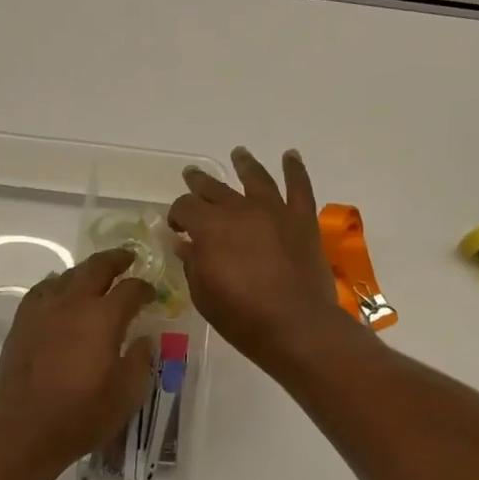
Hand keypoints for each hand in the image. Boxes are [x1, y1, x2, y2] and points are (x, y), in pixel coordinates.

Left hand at [0, 248, 154, 479]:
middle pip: (96, 267)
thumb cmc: (82, 415)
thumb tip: (143, 339)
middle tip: (129, 258)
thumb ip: (140, 360)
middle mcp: (73, 303)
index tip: (152, 293)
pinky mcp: (22, 323)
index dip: (145, 288)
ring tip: (96, 275)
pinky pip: (42, 290)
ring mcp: (43, 310)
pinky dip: (56, 284)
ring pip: (67, 275)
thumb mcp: (127, 393)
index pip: (131, 289)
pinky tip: (59, 291)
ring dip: (86, 271)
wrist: (23, 431)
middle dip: (116, 260)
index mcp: (103, 317)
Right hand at [168, 148, 349, 370]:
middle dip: (200, 182)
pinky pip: (299, 187)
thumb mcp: (203, 295)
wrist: (297, 326)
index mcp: (209, 227)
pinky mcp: (302, 220)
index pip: (185, 207)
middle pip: (215, 188)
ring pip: (256, 178)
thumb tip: (184, 244)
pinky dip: (295, 169)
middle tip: (192, 176)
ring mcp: (274, 211)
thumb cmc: (242, 317)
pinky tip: (290, 156)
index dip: (177, 214)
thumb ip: (192, 263)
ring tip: (239, 153)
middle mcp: (240, 210)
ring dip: (244, 164)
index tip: (176, 227)